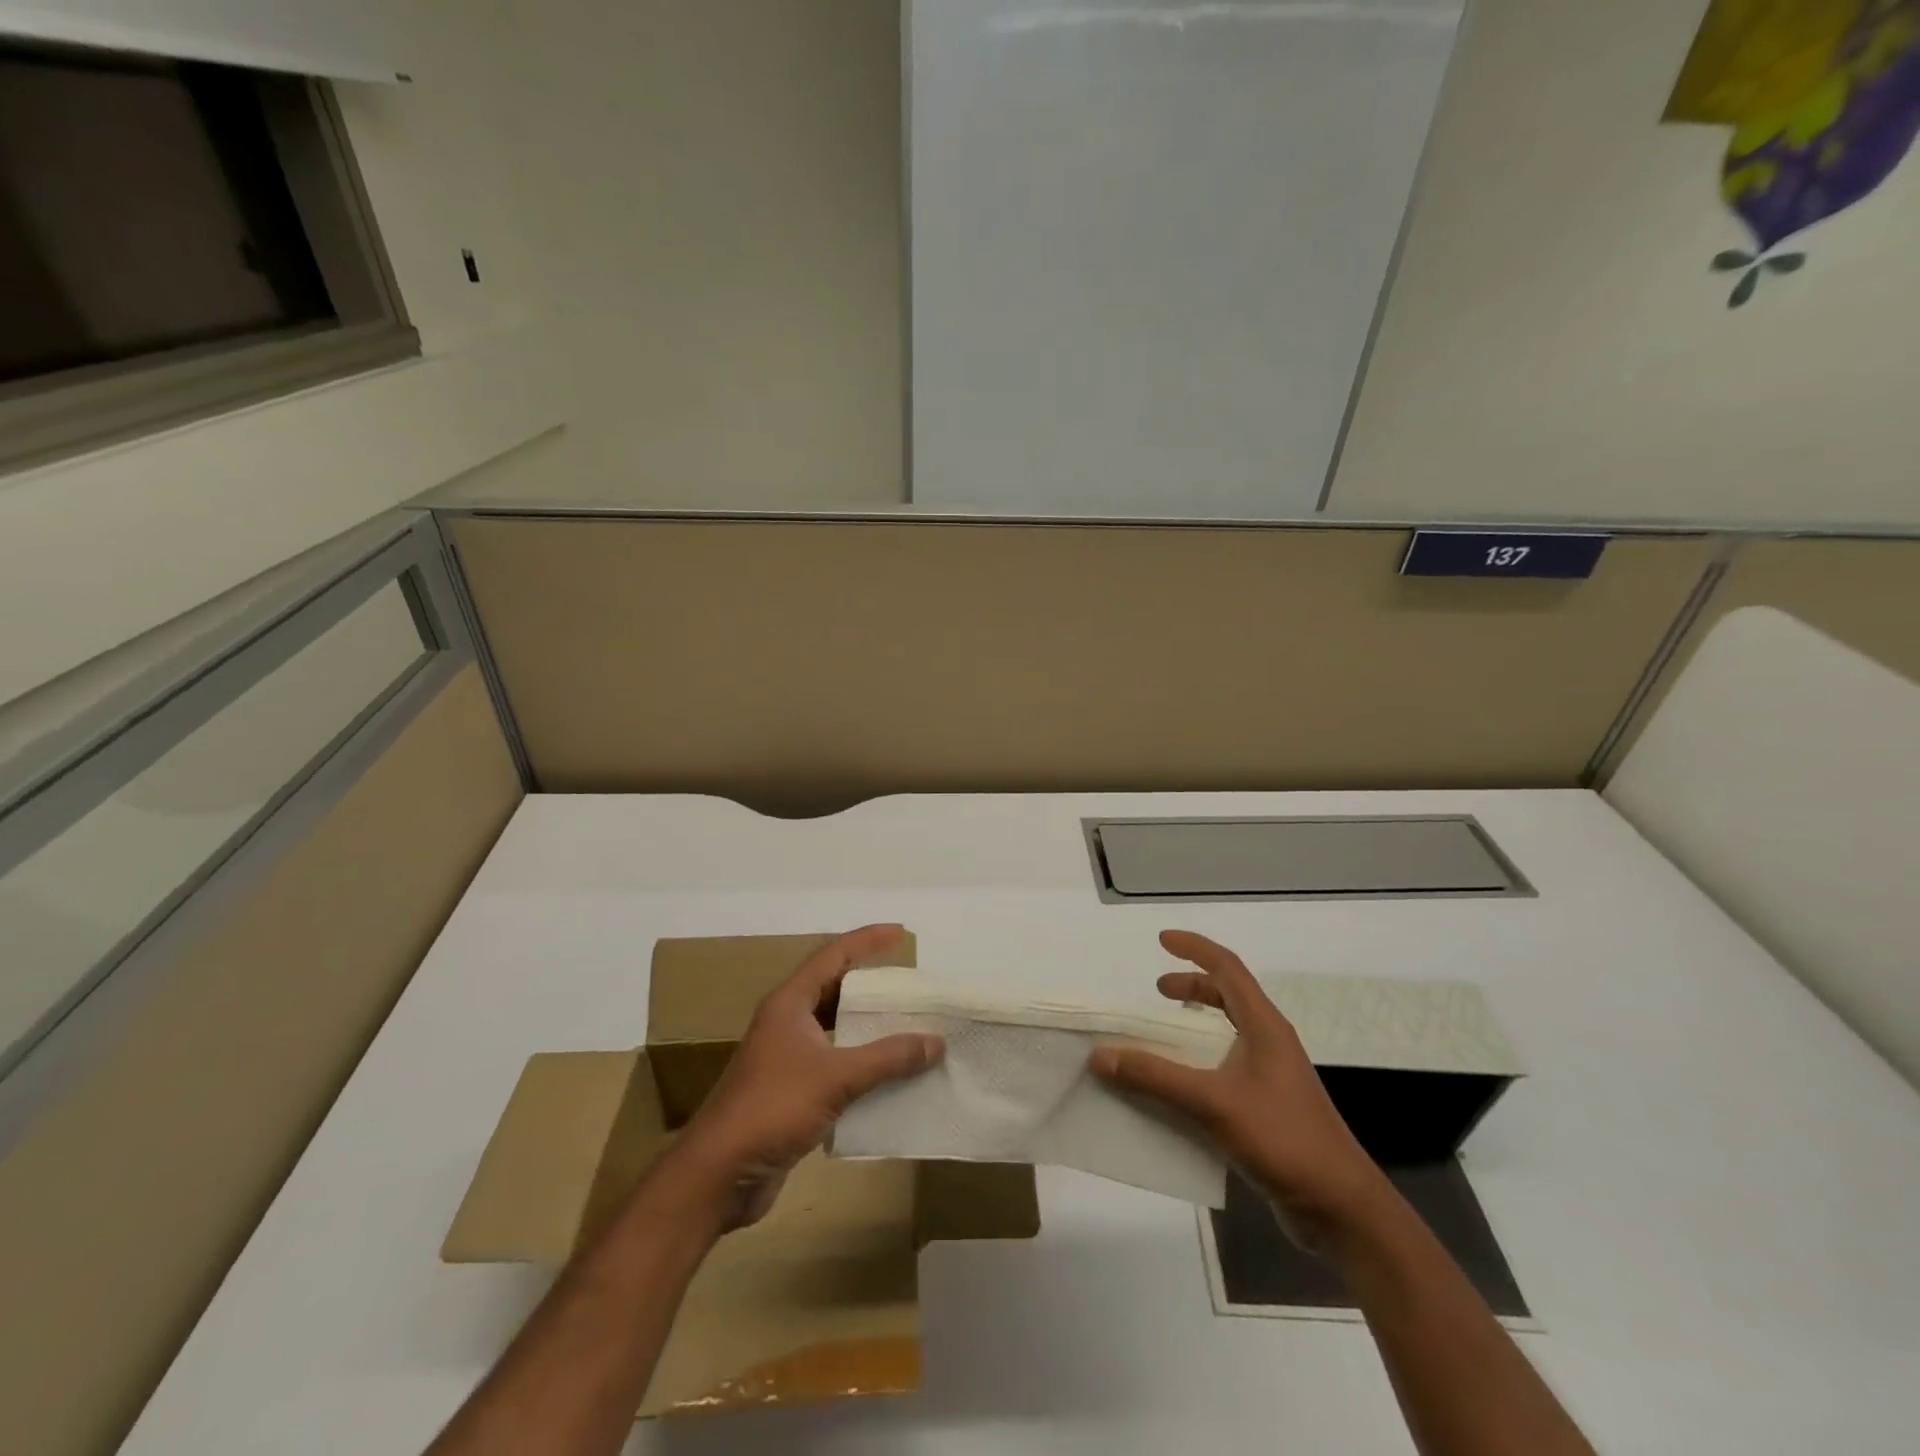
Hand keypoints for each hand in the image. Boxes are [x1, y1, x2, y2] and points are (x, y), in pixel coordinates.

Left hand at [674, 924, 943, 1230]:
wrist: (719, 1174)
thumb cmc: (773, 1108)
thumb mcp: (837, 1077)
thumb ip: (888, 1058)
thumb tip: (935, 1041)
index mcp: (789, 1004)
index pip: (833, 956)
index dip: (867, 940)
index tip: (900, 933)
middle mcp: (787, 1023)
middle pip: (834, 990)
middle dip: (870, 986)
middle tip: (909, 986)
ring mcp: (787, 1058)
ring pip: (835, 1030)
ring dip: (868, 1028)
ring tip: (907, 1026)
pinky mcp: (791, 1092)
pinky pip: (836, 1065)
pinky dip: (862, 1064)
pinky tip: (890, 1076)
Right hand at [1089, 930, 1387, 1248]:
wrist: (1341, 1208)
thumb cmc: (1284, 1140)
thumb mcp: (1213, 1103)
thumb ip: (1156, 1077)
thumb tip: (1100, 1056)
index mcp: (1264, 1026)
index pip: (1228, 968)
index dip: (1195, 947)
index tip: (1161, 940)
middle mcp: (1269, 1043)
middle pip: (1229, 996)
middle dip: (1193, 985)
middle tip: (1158, 991)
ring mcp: (1271, 1076)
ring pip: (1228, 1032)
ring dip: (1196, 1024)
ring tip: (1165, 1034)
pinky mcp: (1268, 1107)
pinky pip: (1226, 1068)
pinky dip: (1199, 1062)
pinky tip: (1179, 1087)